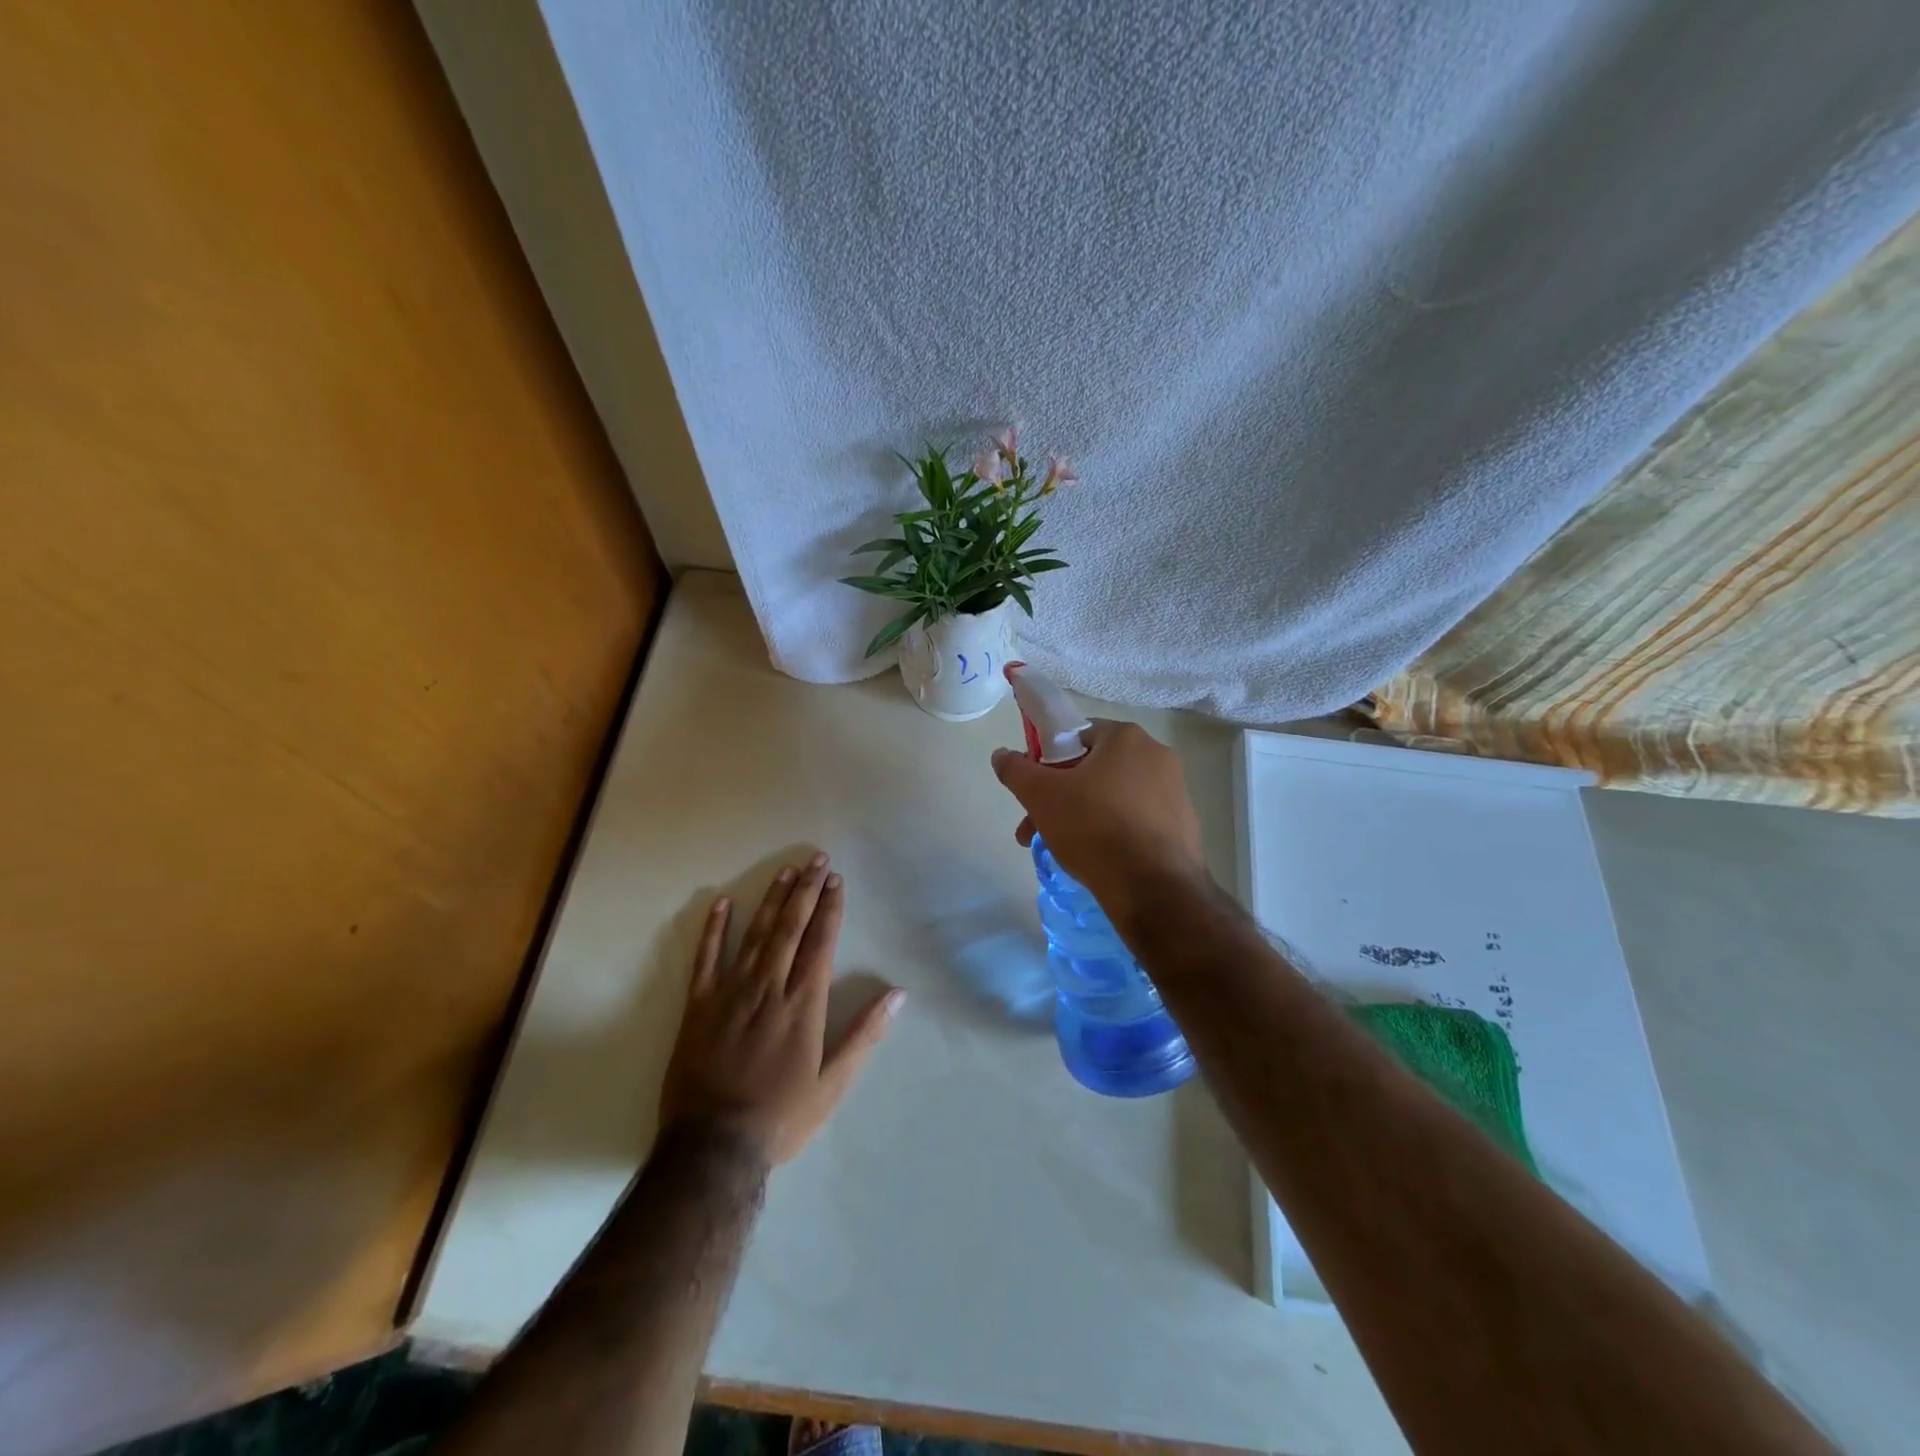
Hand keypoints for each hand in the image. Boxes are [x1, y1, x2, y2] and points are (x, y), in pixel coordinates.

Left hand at [660, 853, 901, 1165]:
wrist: (713, 1147)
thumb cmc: (781, 1116)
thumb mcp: (833, 1084)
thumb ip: (864, 1035)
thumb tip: (898, 994)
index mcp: (802, 1004)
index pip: (820, 943)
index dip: (829, 909)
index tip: (836, 881)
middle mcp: (768, 988)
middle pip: (789, 928)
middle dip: (805, 891)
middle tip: (815, 860)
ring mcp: (730, 993)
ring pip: (755, 935)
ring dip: (771, 900)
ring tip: (785, 871)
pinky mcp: (699, 1006)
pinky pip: (705, 959)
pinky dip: (712, 930)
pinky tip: (720, 903)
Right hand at [990, 720, 1206, 918]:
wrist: (1154, 889)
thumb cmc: (1094, 829)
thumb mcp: (1041, 797)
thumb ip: (1016, 770)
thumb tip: (1001, 754)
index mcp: (1126, 737)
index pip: (1076, 736)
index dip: (1048, 762)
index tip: (1035, 792)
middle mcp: (1157, 755)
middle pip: (1093, 770)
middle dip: (1059, 798)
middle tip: (1036, 830)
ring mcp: (1175, 791)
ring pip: (1113, 797)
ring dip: (1082, 817)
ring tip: (1060, 851)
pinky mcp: (1183, 825)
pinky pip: (1136, 820)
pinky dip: (1113, 833)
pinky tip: (1097, 860)